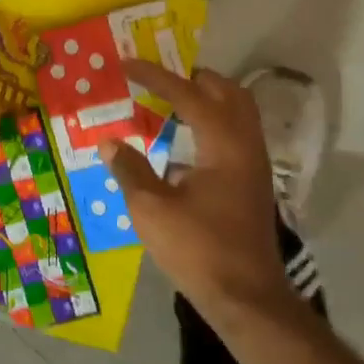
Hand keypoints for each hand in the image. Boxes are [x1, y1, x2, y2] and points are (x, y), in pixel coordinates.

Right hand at [102, 61, 292, 317]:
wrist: (246, 298)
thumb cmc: (198, 249)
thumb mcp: (152, 210)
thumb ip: (130, 170)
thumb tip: (110, 143)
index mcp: (224, 145)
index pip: (189, 95)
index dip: (156, 77)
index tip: (127, 64)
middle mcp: (246, 147)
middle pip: (229, 93)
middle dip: (194, 79)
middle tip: (159, 79)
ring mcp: (254, 167)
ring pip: (237, 114)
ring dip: (206, 100)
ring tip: (170, 103)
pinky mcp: (252, 185)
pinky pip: (235, 136)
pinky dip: (211, 124)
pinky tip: (184, 144)